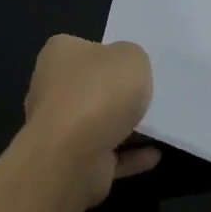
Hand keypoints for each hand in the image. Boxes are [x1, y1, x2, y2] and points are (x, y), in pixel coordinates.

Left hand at [23, 35, 160, 206]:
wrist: (73, 155)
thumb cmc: (100, 92)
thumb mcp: (132, 56)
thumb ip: (132, 58)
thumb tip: (126, 71)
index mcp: (59, 55)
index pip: (84, 48)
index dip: (110, 53)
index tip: (134, 64)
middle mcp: (52, 89)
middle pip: (91, 87)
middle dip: (117, 93)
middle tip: (150, 94)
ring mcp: (58, 130)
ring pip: (97, 124)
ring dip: (125, 127)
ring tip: (159, 126)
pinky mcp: (69, 163)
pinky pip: (106, 155)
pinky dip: (128, 156)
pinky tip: (153, 154)